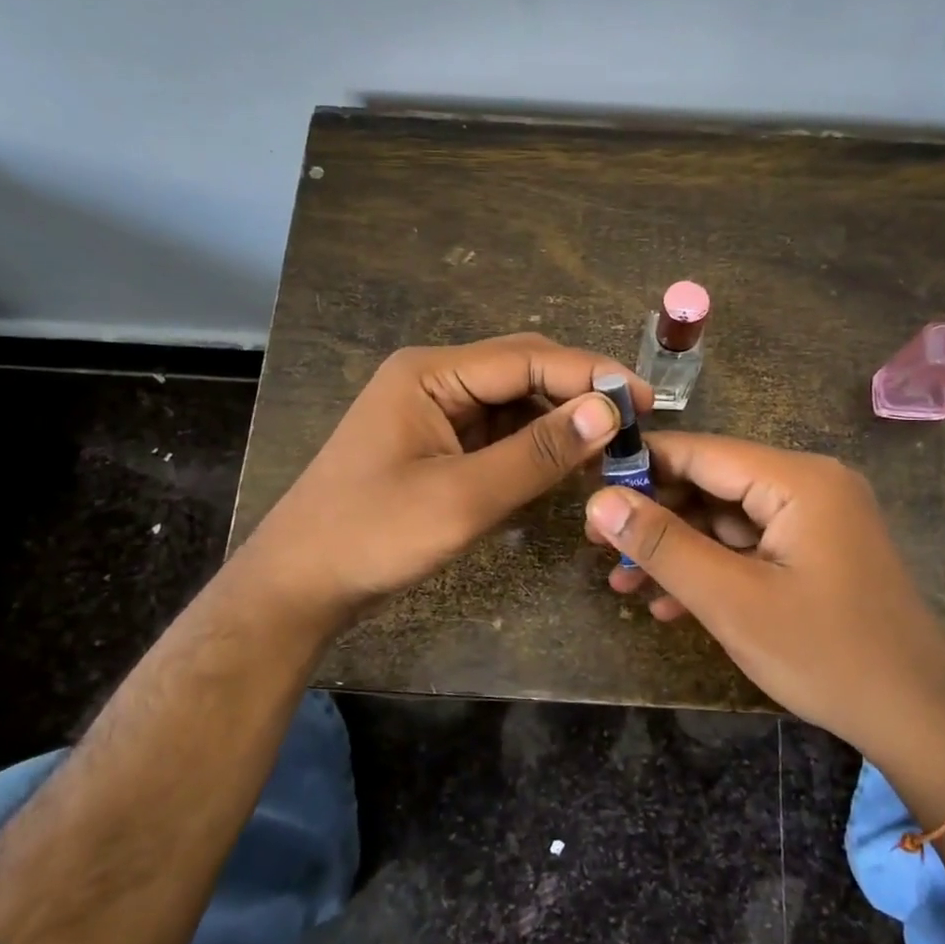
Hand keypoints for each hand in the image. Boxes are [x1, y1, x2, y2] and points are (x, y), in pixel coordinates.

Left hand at [240, 334, 648, 634]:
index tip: (645, 402)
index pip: (528, 358)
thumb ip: (538, 452)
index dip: (591, 375)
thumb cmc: (372, 535)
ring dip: (561, 423)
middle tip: (636, 426)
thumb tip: (608, 411)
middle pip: (523, 372)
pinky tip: (567, 465)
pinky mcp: (438, 444)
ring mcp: (434, 412)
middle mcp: (434, 379)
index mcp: (430, 372)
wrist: (299, 585)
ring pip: (515, 404)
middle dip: (579, 395)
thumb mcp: (463, 497)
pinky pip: (499, 434)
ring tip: (611, 450)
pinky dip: (535, 447)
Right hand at [583, 433, 944, 754]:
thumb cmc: (825, 654)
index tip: (588, 487)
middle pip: (714, 485)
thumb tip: (599, 500)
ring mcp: (817, 520)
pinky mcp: (817, 552)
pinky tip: (669, 604)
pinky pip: (751, 546)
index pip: (702, 452)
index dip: (641, 466)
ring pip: (727, 520)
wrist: (919, 720)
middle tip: (599, 545)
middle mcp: (810, 485)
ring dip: (678, 551)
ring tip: (623, 583)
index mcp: (798, 480)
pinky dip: (712, 568)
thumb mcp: (731, 600)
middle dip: (656, 517)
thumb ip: (662, 545)